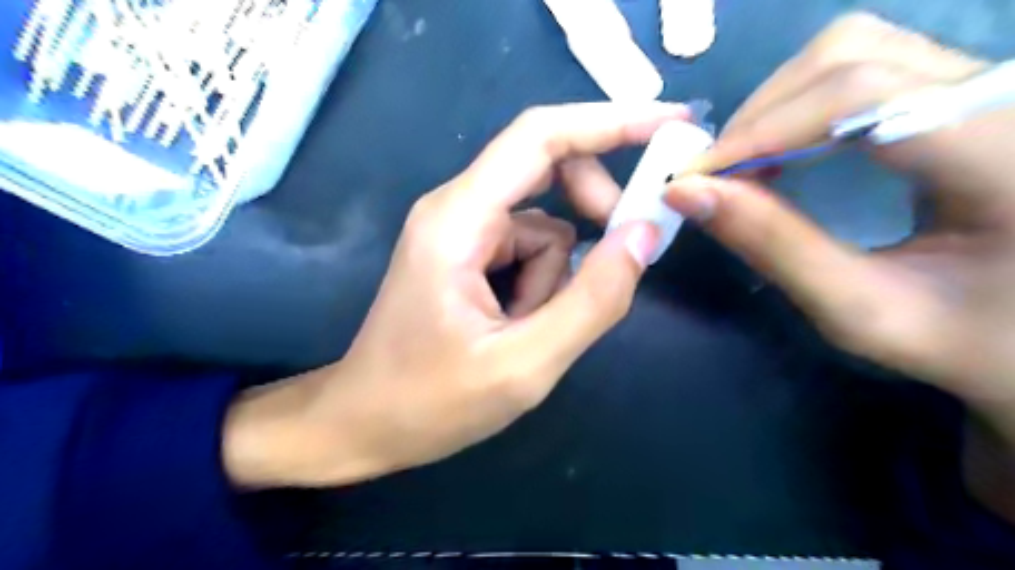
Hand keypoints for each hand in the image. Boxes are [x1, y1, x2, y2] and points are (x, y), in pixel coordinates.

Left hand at [219, 101, 679, 485]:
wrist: (365, 423)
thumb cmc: (430, 402)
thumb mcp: (525, 364)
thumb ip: (593, 299)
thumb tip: (644, 233)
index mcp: (459, 219)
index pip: (541, 137)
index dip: (610, 122)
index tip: (670, 124)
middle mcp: (457, 208)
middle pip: (546, 169)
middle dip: (591, 209)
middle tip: (617, 257)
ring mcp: (460, 231)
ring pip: (543, 224)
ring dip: (555, 276)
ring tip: (527, 329)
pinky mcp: (465, 254)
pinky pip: (526, 249)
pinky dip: (538, 285)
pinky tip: (515, 325)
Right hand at [669, 14, 1014, 515]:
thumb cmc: (979, 357)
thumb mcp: (864, 313)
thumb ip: (772, 245)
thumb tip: (689, 194)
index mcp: (1003, 155)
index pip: (855, 95)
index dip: (757, 132)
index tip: (689, 177)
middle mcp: (1003, 101)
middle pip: (855, 53)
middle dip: (763, 111)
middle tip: (712, 174)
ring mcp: (988, 96)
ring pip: (861, 54)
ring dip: (782, 109)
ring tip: (741, 169)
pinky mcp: (966, 108)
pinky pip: (868, 80)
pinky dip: (806, 114)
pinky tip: (781, 163)